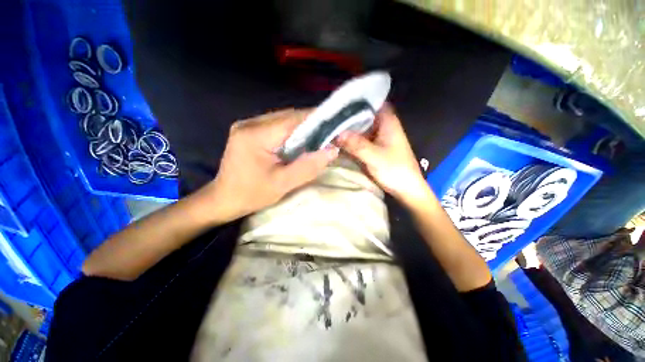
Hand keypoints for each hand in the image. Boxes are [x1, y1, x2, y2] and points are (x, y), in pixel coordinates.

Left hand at [204, 109, 338, 220]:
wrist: (223, 199)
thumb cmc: (252, 195)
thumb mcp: (283, 184)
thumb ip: (308, 166)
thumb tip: (332, 150)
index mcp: (256, 135)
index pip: (292, 119)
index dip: (316, 120)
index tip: (334, 126)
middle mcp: (250, 123)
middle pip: (288, 116)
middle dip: (310, 124)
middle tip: (328, 135)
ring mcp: (247, 125)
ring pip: (283, 119)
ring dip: (301, 127)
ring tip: (317, 138)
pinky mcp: (249, 130)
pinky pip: (276, 125)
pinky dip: (291, 131)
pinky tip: (298, 141)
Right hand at [336, 106, 429, 204]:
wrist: (405, 189)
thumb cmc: (395, 170)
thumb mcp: (375, 157)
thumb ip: (356, 144)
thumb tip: (336, 133)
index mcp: (387, 122)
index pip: (372, 102)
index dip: (357, 99)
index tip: (340, 100)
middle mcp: (381, 126)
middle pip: (363, 115)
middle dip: (347, 115)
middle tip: (328, 114)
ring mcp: (376, 138)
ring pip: (359, 128)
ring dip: (347, 128)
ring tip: (328, 125)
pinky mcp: (372, 148)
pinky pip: (358, 139)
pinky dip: (349, 139)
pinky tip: (336, 139)